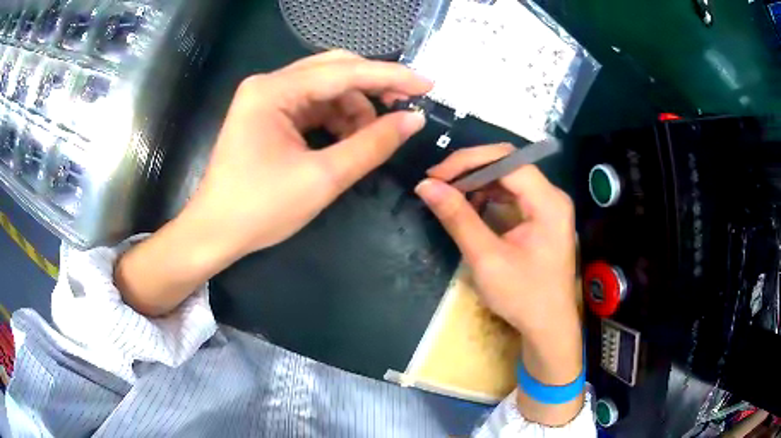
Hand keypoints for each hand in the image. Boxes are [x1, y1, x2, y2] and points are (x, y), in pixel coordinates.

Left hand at [115, 51, 430, 315]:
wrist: (215, 233)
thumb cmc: (261, 209)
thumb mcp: (323, 178)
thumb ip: (373, 144)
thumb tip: (414, 120)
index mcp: (274, 91)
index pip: (344, 71)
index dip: (390, 77)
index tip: (427, 85)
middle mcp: (269, 84)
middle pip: (335, 70)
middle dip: (373, 89)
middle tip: (404, 110)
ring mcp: (266, 98)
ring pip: (326, 88)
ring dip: (354, 108)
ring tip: (369, 139)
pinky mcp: (268, 114)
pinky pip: (313, 105)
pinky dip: (336, 119)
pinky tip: (347, 140)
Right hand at [415, 144, 582, 424]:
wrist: (548, 326)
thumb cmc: (523, 297)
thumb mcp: (486, 259)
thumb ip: (458, 218)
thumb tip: (426, 186)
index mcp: (548, 202)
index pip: (507, 160)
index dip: (468, 161)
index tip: (435, 176)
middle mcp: (551, 196)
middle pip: (509, 163)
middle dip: (470, 168)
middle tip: (437, 182)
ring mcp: (548, 205)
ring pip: (508, 176)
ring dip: (476, 179)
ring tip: (448, 191)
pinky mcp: (541, 216)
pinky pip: (512, 193)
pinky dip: (487, 194)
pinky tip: (469, 203)